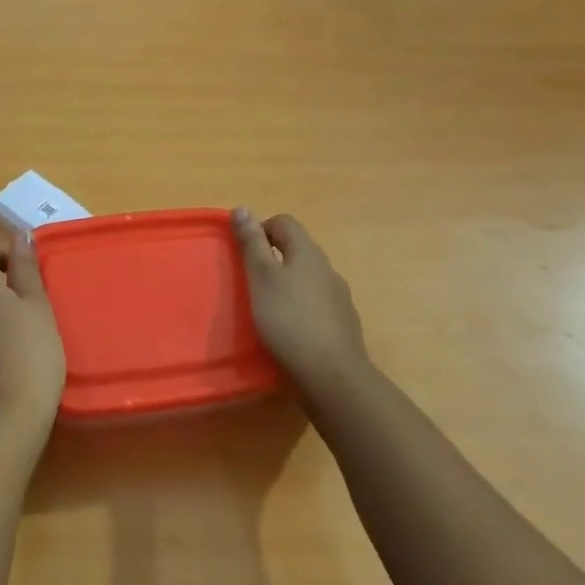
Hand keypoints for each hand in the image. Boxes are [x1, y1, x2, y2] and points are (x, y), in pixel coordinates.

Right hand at [234, 209, 370, 396]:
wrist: (332, 376)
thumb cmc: (289, 320)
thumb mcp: (261, 278)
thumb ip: (251, 243)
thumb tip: (242, 208)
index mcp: (308, 252)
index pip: (284, 222)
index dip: (260, 230)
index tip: (244, 254)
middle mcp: (327, 269)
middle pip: (297, 249)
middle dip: (272, 258)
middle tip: (250, 282)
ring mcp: (339, 297)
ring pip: (308, 278)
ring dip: (287, 284)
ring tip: (267, 308)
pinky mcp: (342, 324)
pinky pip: (317, 304)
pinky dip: (300, 308)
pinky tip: (290, 330)